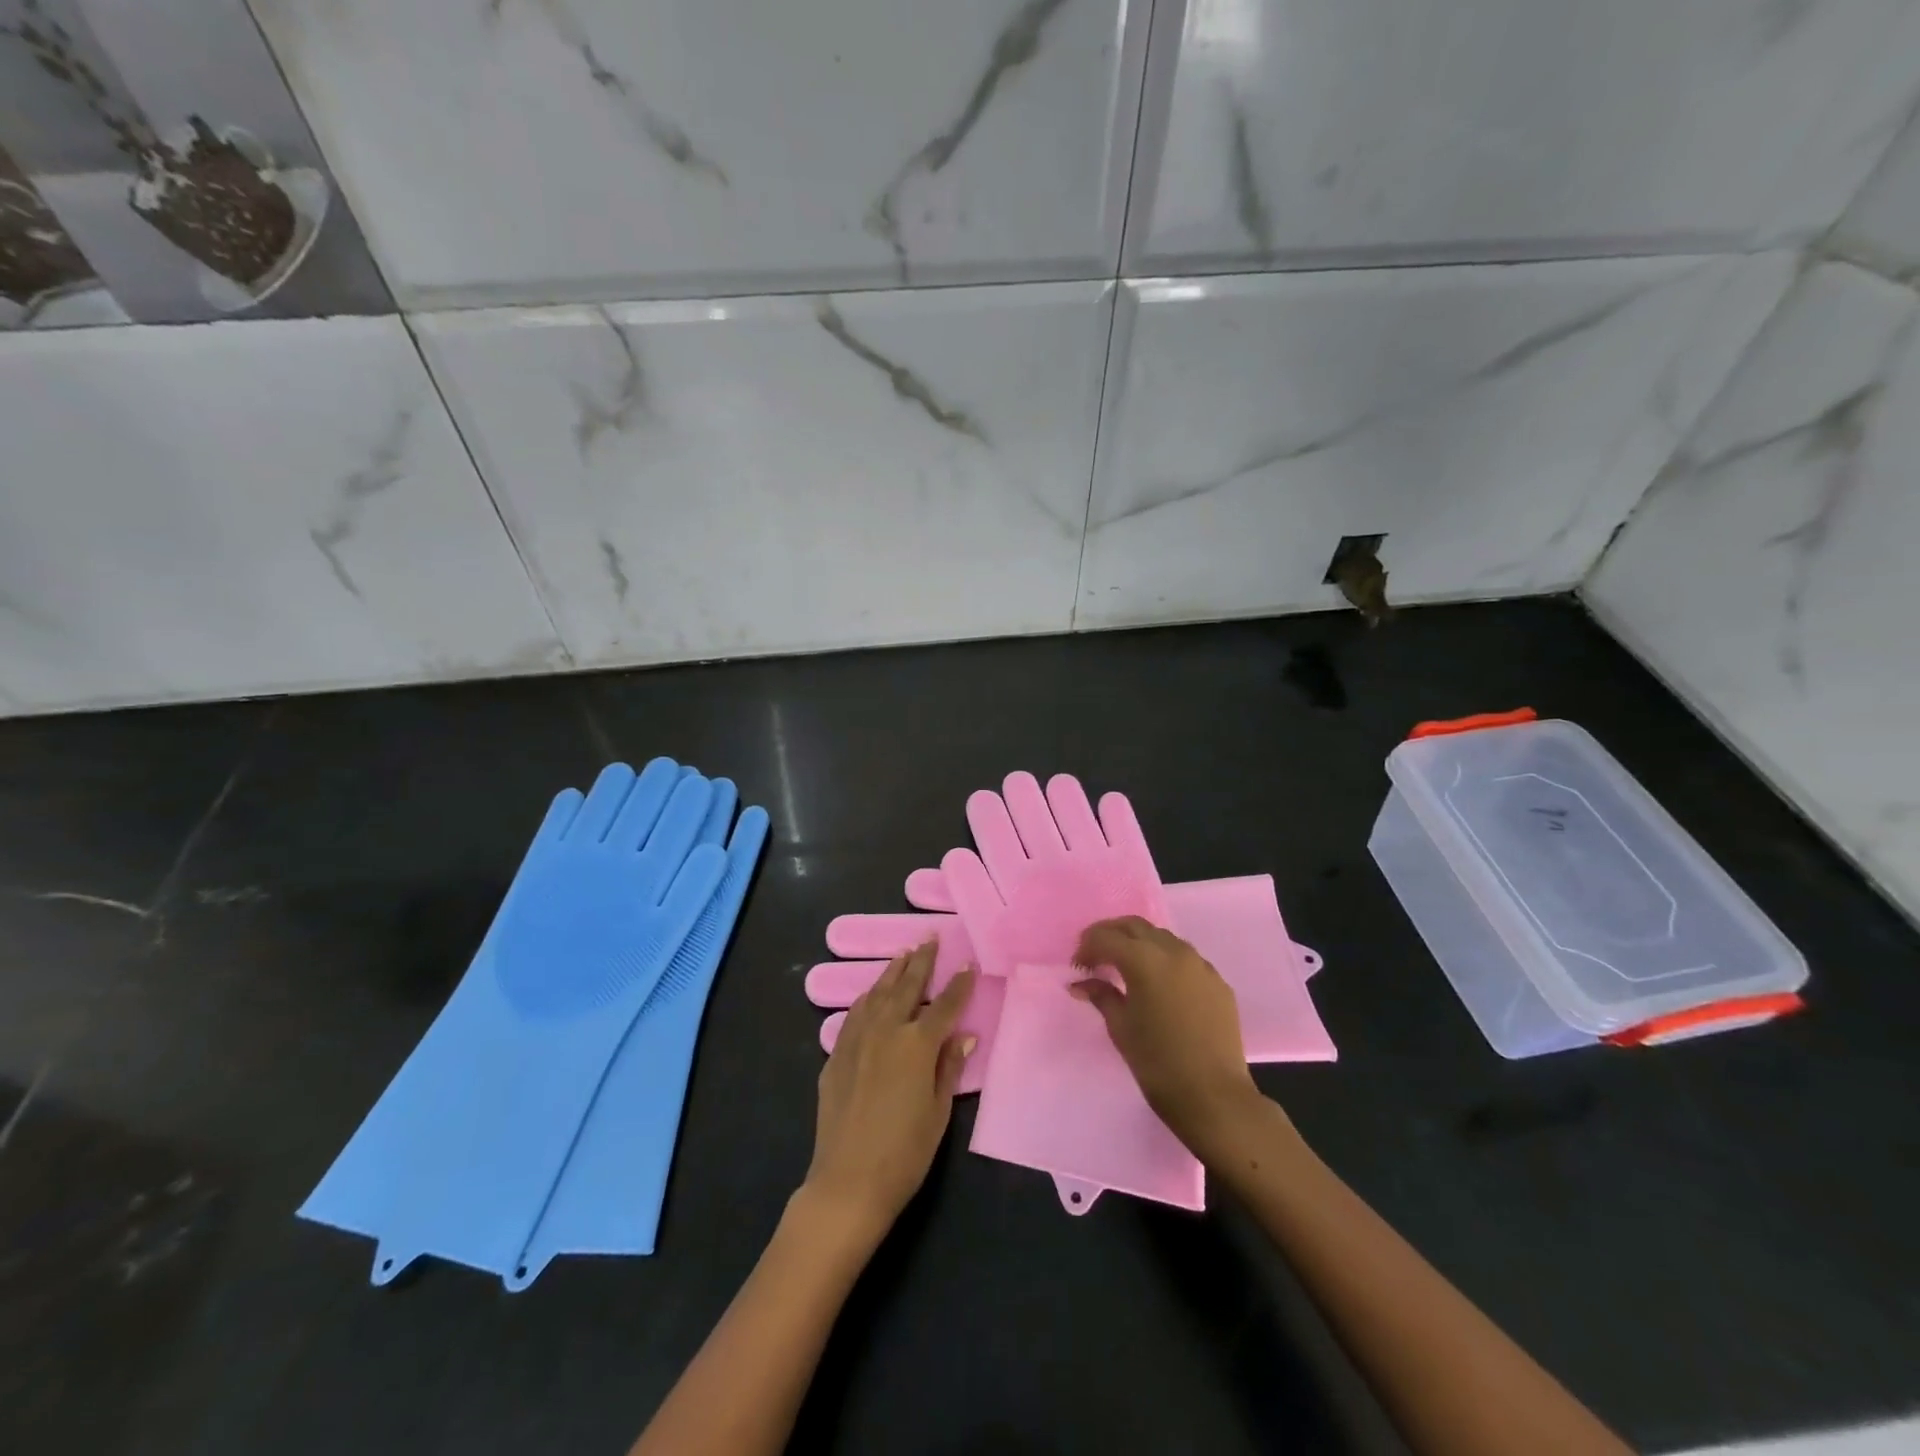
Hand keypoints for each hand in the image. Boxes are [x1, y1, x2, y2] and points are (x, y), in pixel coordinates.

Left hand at [802, 943, 975, 1243]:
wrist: (847, 1182)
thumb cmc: (904, 1153)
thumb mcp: (939, 1112)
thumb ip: (949, 1068)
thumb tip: (964, 1035)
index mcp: (917, 1044)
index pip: (945, 1005)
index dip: (959, 985)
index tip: (969, 964)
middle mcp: (886, 1031)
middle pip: (907, 987)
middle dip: (921, 961)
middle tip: (929, 938)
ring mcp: (857, 1040)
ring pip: (877, 994)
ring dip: (892, 973)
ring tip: (903, 955)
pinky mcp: (836, 1055)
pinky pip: (854, 1015)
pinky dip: (866, 999)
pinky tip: (871, 994)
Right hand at [1072, 917, 1265, 1155]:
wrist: (1214, 1096)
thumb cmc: (1157, 1063)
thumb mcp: (1121, 1028)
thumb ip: (1101, 996)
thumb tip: (1081, 983)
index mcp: (1144, 959)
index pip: (1106, 937)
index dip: (1087, 947)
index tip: (1078, 967)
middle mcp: (1174, 951)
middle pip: (1135, 926)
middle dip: (1111, 935)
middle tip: (1096, 956)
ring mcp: (1200, 964)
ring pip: (1162, 938)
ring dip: (1140, 944)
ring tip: (1126, 968)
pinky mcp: (1218, 982)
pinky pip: (1185, 959)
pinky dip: (1165, 961)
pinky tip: (1160, 986)